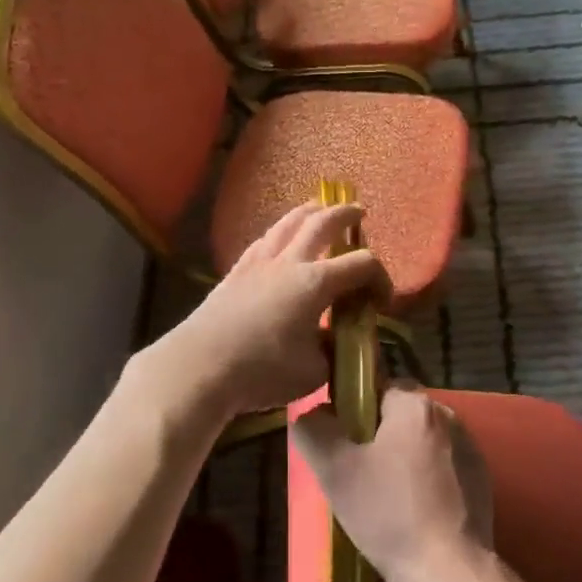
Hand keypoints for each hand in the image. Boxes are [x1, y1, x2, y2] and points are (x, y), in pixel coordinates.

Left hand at [148, 202, 390, 420]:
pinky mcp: (235, 272)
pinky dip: (280, 233)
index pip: (362, 264)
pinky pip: (264, 240)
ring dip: (308, 212)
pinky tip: (279, 240)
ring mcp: (258, 263)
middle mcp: (289, 262)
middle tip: (358, 213)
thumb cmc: (261, 371)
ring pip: (287, 223)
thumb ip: (332, 352)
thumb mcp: (313, 372)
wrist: (199, 367)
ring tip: (318, 209)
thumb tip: (336, 341)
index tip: (382, 302)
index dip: (380, 278)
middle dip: (345, 215)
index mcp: (315, 283)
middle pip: (322, 223)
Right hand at [291, 383, 494, 581]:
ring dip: (403, 457)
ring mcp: (470, 447)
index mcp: (415, 405)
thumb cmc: (389, 514)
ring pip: (422, 440)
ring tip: (385, 496)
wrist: (449, 571)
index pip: (378, 387)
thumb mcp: (334, 471)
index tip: (343, 444)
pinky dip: (426, 478)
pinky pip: (443, 464)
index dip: (355, 411)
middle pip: (400, 414)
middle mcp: (449, 415)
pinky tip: (414, 510)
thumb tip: (312, 413)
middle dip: (378, 437)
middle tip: (358, 474)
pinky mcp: (481, 477)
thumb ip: (314, 430)